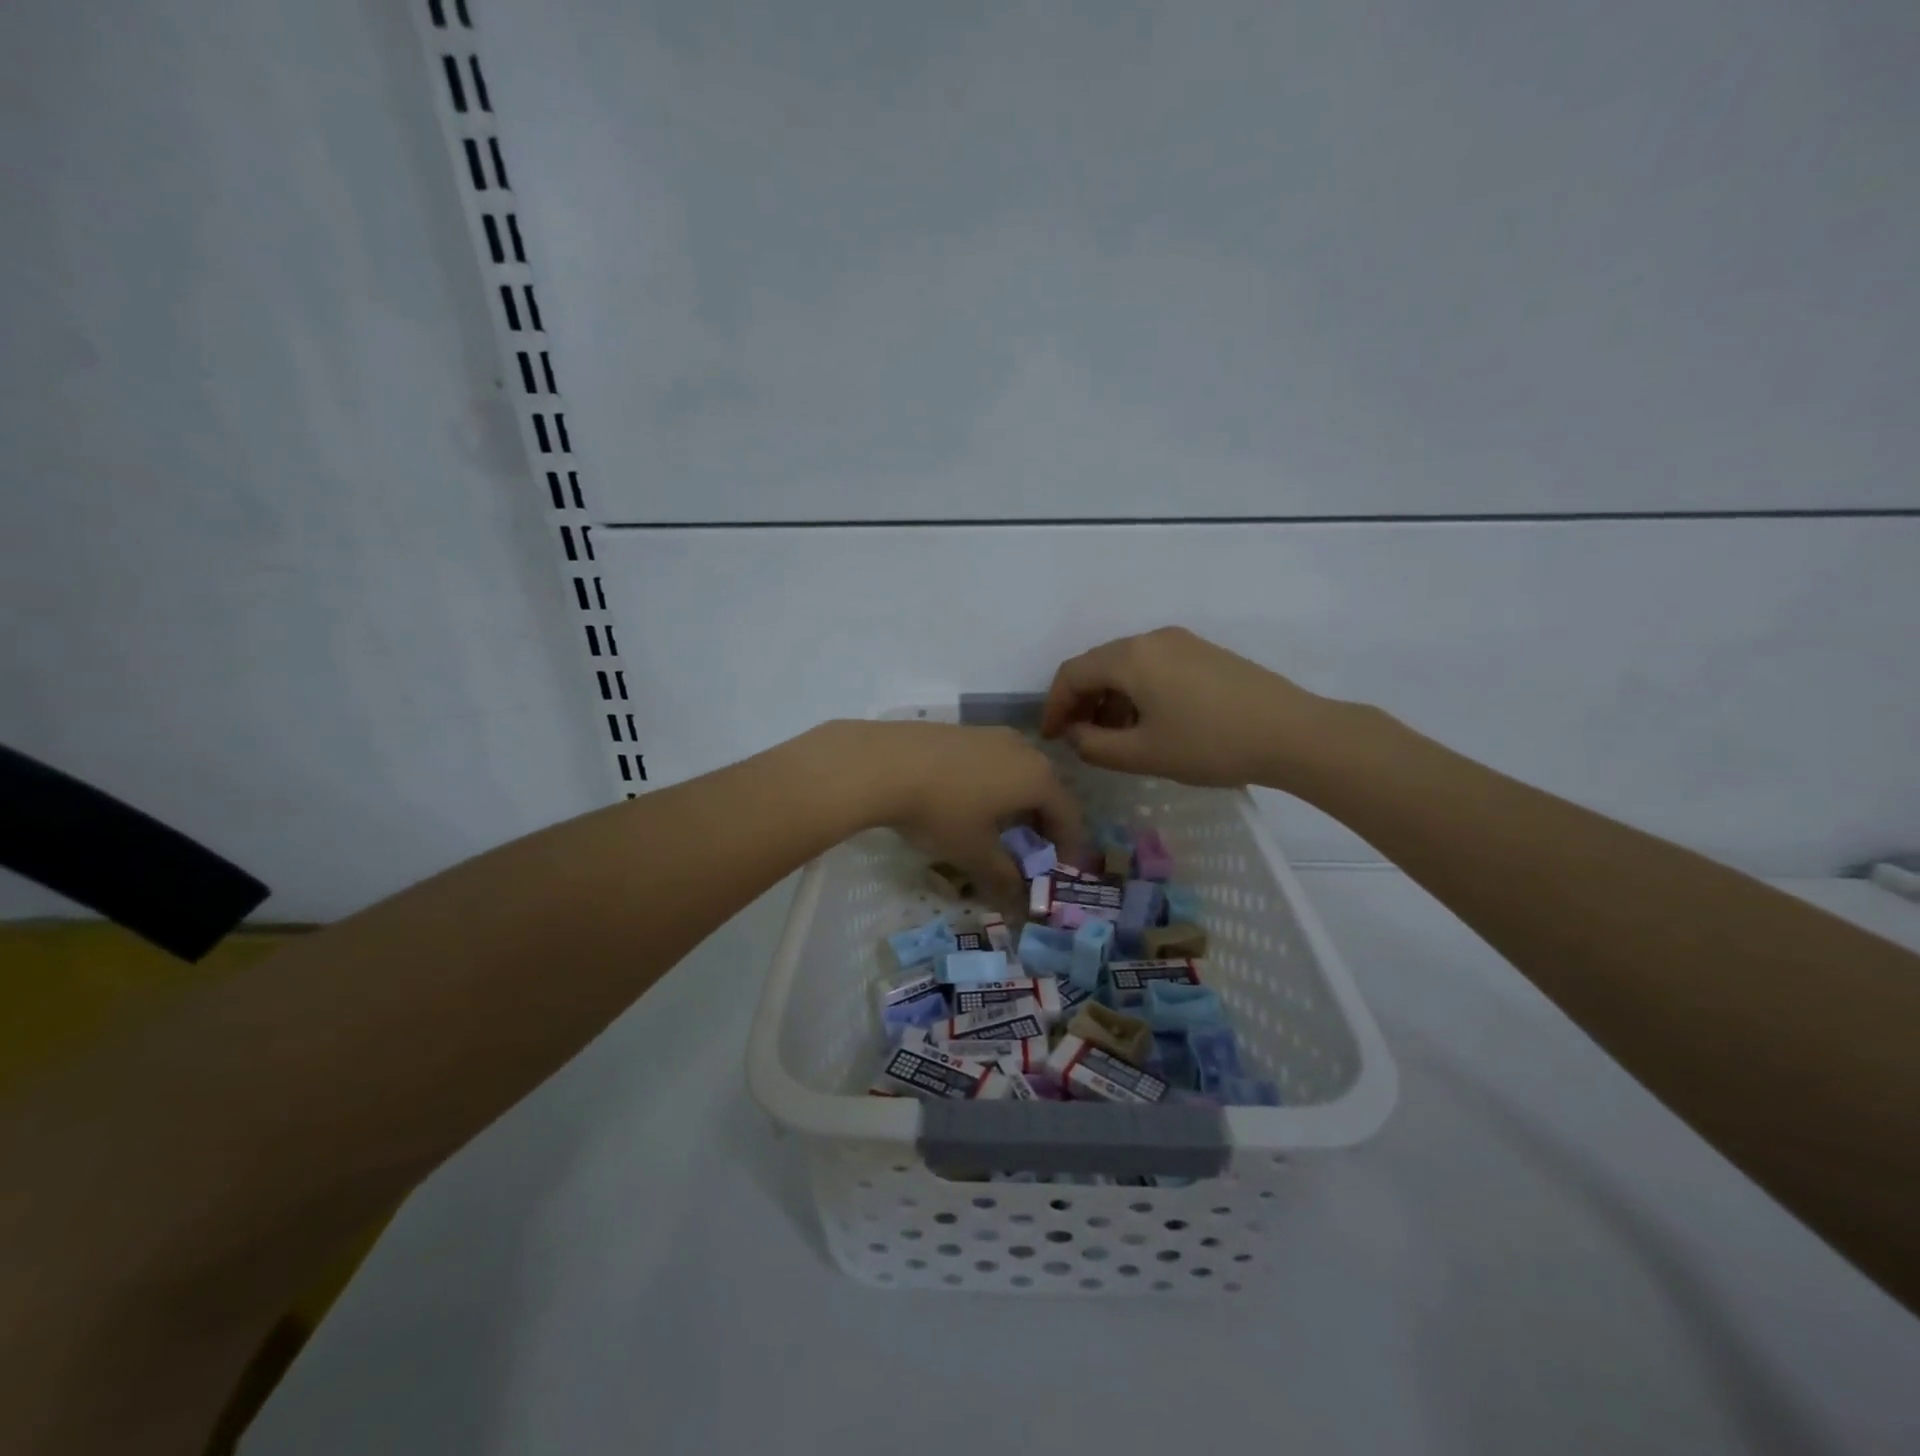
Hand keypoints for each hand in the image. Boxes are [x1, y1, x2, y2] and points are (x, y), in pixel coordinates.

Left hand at [817, 720, 1082, 910]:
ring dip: (1017, 800)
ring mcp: (991, 734)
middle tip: (1032, 848)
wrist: (884, 762)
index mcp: (1038, 778)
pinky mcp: (962, 730)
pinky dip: (993, 782)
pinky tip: (968, 800)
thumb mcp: (973, 852)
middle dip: (1044, 821)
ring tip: (999, 825)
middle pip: (1046, 788)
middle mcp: (1023, 749)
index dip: (1069, 844)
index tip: (1061, 867)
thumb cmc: (941, 811)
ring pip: (1018, 770)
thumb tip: (1019, 902)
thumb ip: (1003, 877)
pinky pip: (992, 760)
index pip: (1069, 814)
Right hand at [1039, 626, 1340, 788]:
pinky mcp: (1204, 653)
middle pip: (1098, 664)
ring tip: (1113, 737)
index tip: (1051, 738)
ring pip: (1127, 666)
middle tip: (1078, 738)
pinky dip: (1137, 692)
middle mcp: (1151, 639)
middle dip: (1081, 701)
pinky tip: (1148, 722)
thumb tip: (1075, 735)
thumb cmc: (1209, 745)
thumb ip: (1095, 746)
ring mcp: (1181, 642)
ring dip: (1109, 698)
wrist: (1293, 733)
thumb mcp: (1143, 754)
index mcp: (1130, 658)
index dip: (1054, 706)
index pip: (1072, 673)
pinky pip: (1153, 667)